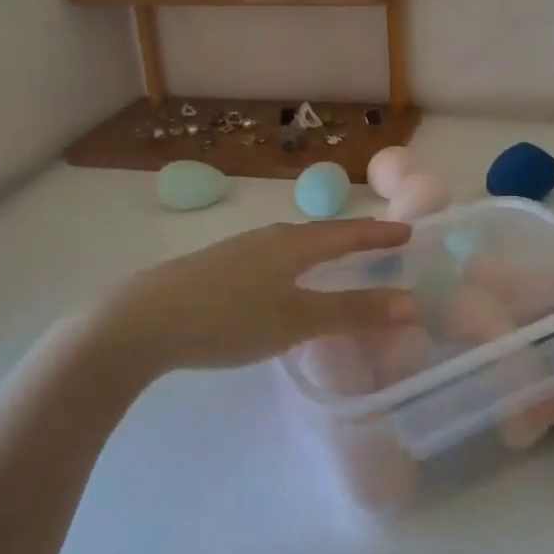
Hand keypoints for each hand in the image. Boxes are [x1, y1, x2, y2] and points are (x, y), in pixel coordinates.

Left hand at [100, 219, 415, 374]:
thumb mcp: (296, 319)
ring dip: (321, 254)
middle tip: (378, 247)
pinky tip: (282, 286)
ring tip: (336, 264)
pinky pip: (271, 261)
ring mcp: (238, 251)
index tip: (407, 232)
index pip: (347, 233)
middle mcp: (268, 238)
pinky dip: (294, 268)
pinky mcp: (216, 269)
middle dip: (351, 241)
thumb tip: (412, 303)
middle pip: (320, 235)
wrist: (142, 321)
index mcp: (292, 243)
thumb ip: (352, 312)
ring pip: (292, 248)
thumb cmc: (228, 317)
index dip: (378, 234)